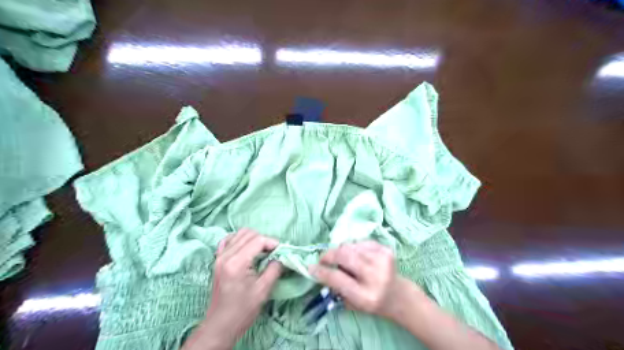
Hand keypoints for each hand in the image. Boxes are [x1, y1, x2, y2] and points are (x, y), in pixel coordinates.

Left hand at [182, 230, 281, 349]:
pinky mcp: (217, 260)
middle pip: (249, 234)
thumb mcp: (264, 290)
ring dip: (253, 238)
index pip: (258, 240)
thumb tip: (282, 256)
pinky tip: (247, 249)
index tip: (282, 251)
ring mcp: (219, 256)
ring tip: (262, 251)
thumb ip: (275, 269)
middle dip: (264, 239)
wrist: (221, 325)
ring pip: (239, 234)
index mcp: (237, 263)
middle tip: (273, 252)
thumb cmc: (243, 310)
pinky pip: (229, 240)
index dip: (272, 242)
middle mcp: (226, 255)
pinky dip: (240, 240)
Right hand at [307, 242, 413, 320]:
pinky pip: (360, 242)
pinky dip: (353, 247)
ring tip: (343, 260)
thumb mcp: (352, 304)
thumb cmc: (371, 302)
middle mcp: (375, 277)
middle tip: (323, 259)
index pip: (337, 278)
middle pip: (344, 256)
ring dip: (341, 251)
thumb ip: (336, 287)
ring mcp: (382, 261)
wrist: (398, 295)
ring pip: (350, 246)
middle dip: (328, 255)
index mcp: (365, 296)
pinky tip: (356, 256)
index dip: (321, 271)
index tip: (311, 267)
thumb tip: (319, 269)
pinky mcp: (386, 250)